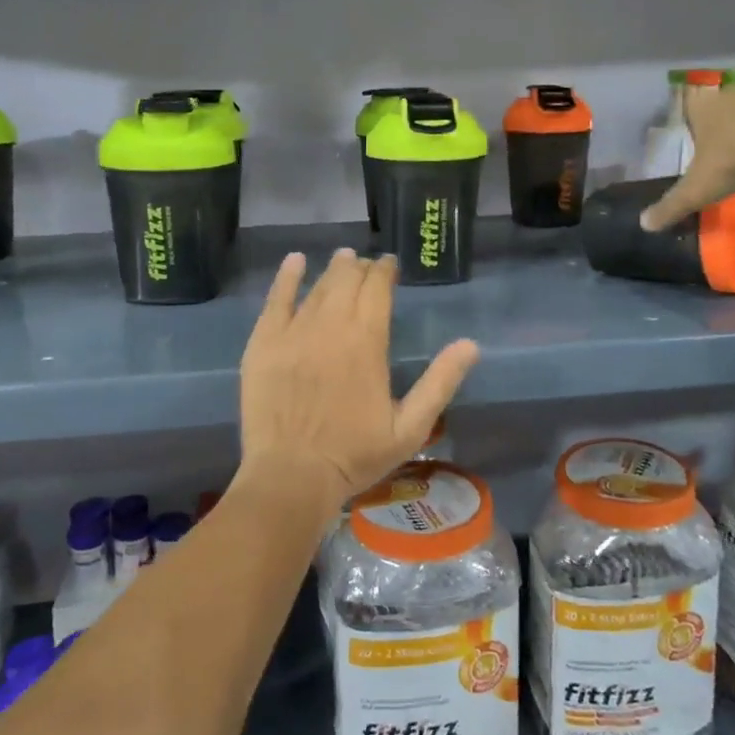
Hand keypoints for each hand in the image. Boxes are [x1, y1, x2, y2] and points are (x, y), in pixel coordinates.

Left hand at [238, 249, 480, 511]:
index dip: (385, 271)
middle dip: (360, 268)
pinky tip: (295, 261)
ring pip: (317, 287)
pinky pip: (276, 299)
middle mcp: (331, 326)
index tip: (390, 265)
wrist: (292, 475)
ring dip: (333, 270)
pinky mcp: (264, 343)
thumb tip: (471, 345)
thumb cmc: (355, 455)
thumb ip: (440, 382)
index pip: (378, 288)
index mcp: (367, 341)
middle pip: (347, 280)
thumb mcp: (410, 427)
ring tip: (343, 259)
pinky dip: (287, 277)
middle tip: (366, 265)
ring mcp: (293, 332)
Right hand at [639, 80, 734, 230]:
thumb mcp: (697, 190)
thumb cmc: (733, 162)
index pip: (692, 104)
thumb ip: (670, 206)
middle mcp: (734, 92)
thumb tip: (644, 225)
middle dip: (733, 117)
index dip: (697, 117)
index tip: (705, 134)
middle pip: (729, 100)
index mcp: (705, 110)